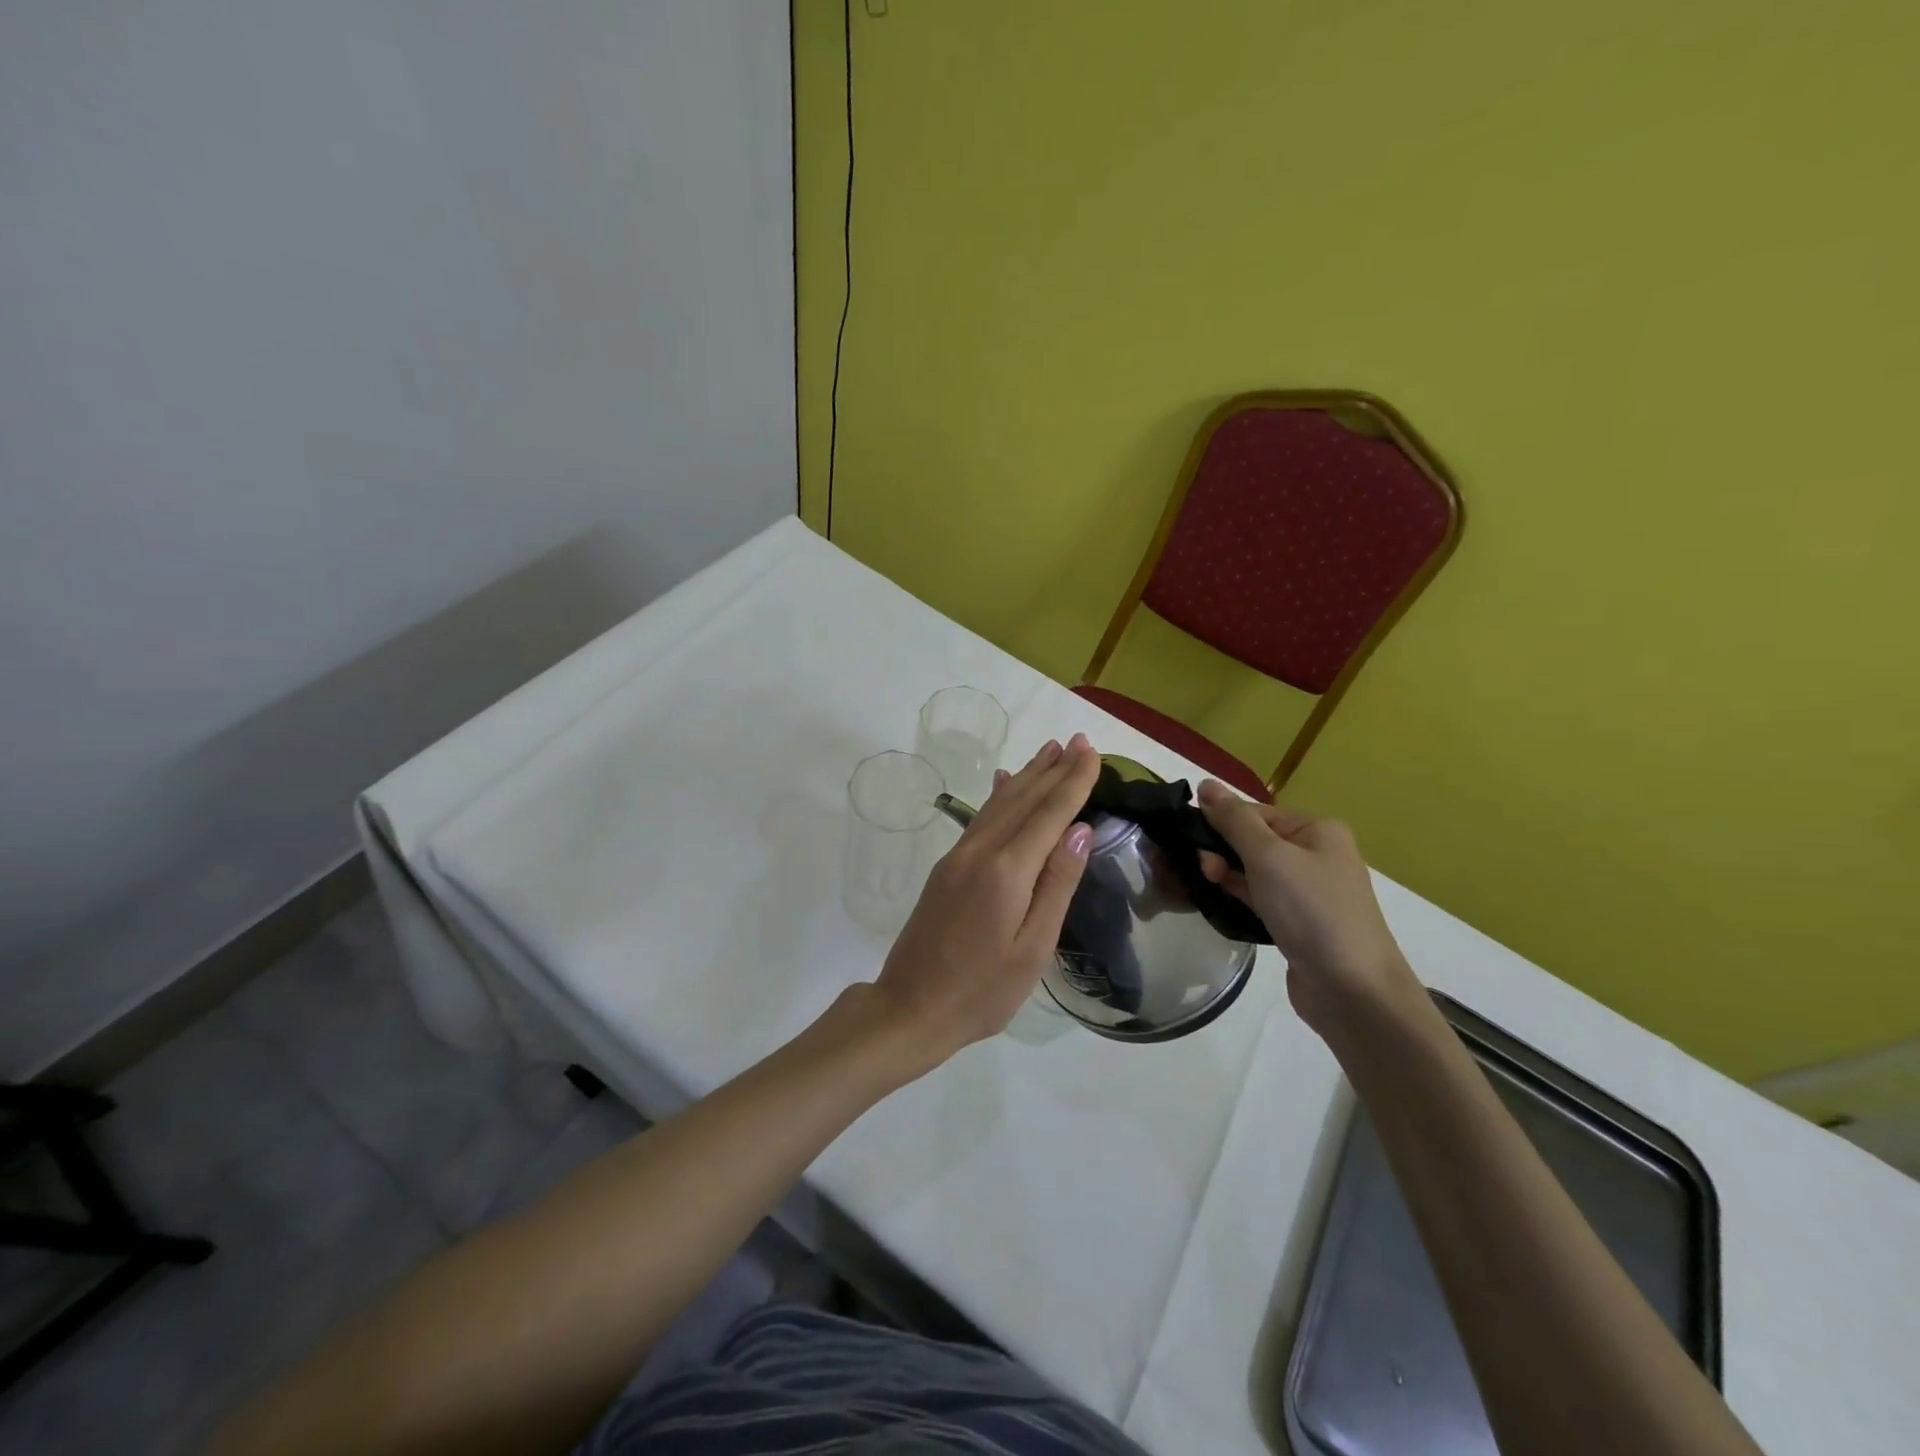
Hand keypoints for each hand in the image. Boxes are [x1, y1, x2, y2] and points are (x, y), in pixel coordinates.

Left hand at [872, 735, 1100, 1068]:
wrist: (910, 1007)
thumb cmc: (982, 991)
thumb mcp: (1033, 948)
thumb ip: (1056, 885)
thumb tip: (1079, 828)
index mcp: (1007, 871)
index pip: (1049, 813)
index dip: (1074, 781)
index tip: (1093, 752)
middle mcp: (980, 851)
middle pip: (1023, 799)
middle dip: (1054, 769)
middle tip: (1079, 741)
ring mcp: (958, 857)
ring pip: (999, 803)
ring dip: (1027, 775)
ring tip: (1050, 750)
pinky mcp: (946, 868)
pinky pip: (980, 818)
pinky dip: (999, 795)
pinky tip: (1004, 783)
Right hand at [1194, 779, 1420, 1040]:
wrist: (1352, 990)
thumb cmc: (1311, 911)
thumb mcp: (1267, 856)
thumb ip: (1233, 820)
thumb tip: (1206, 784)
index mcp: (1317, 830)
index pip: (1255, 812)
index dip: (1220, 822)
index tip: (1188, 840)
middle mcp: (1317, 855)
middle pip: (1254, 840)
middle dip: (1222, 850)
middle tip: (1202, 870)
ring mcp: (1309, 892)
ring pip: (1255, 871)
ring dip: (1227, 874)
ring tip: (1206, 885)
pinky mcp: (1299, 923)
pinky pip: (1261, 898)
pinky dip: (1239, 896)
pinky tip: (1219, 902)